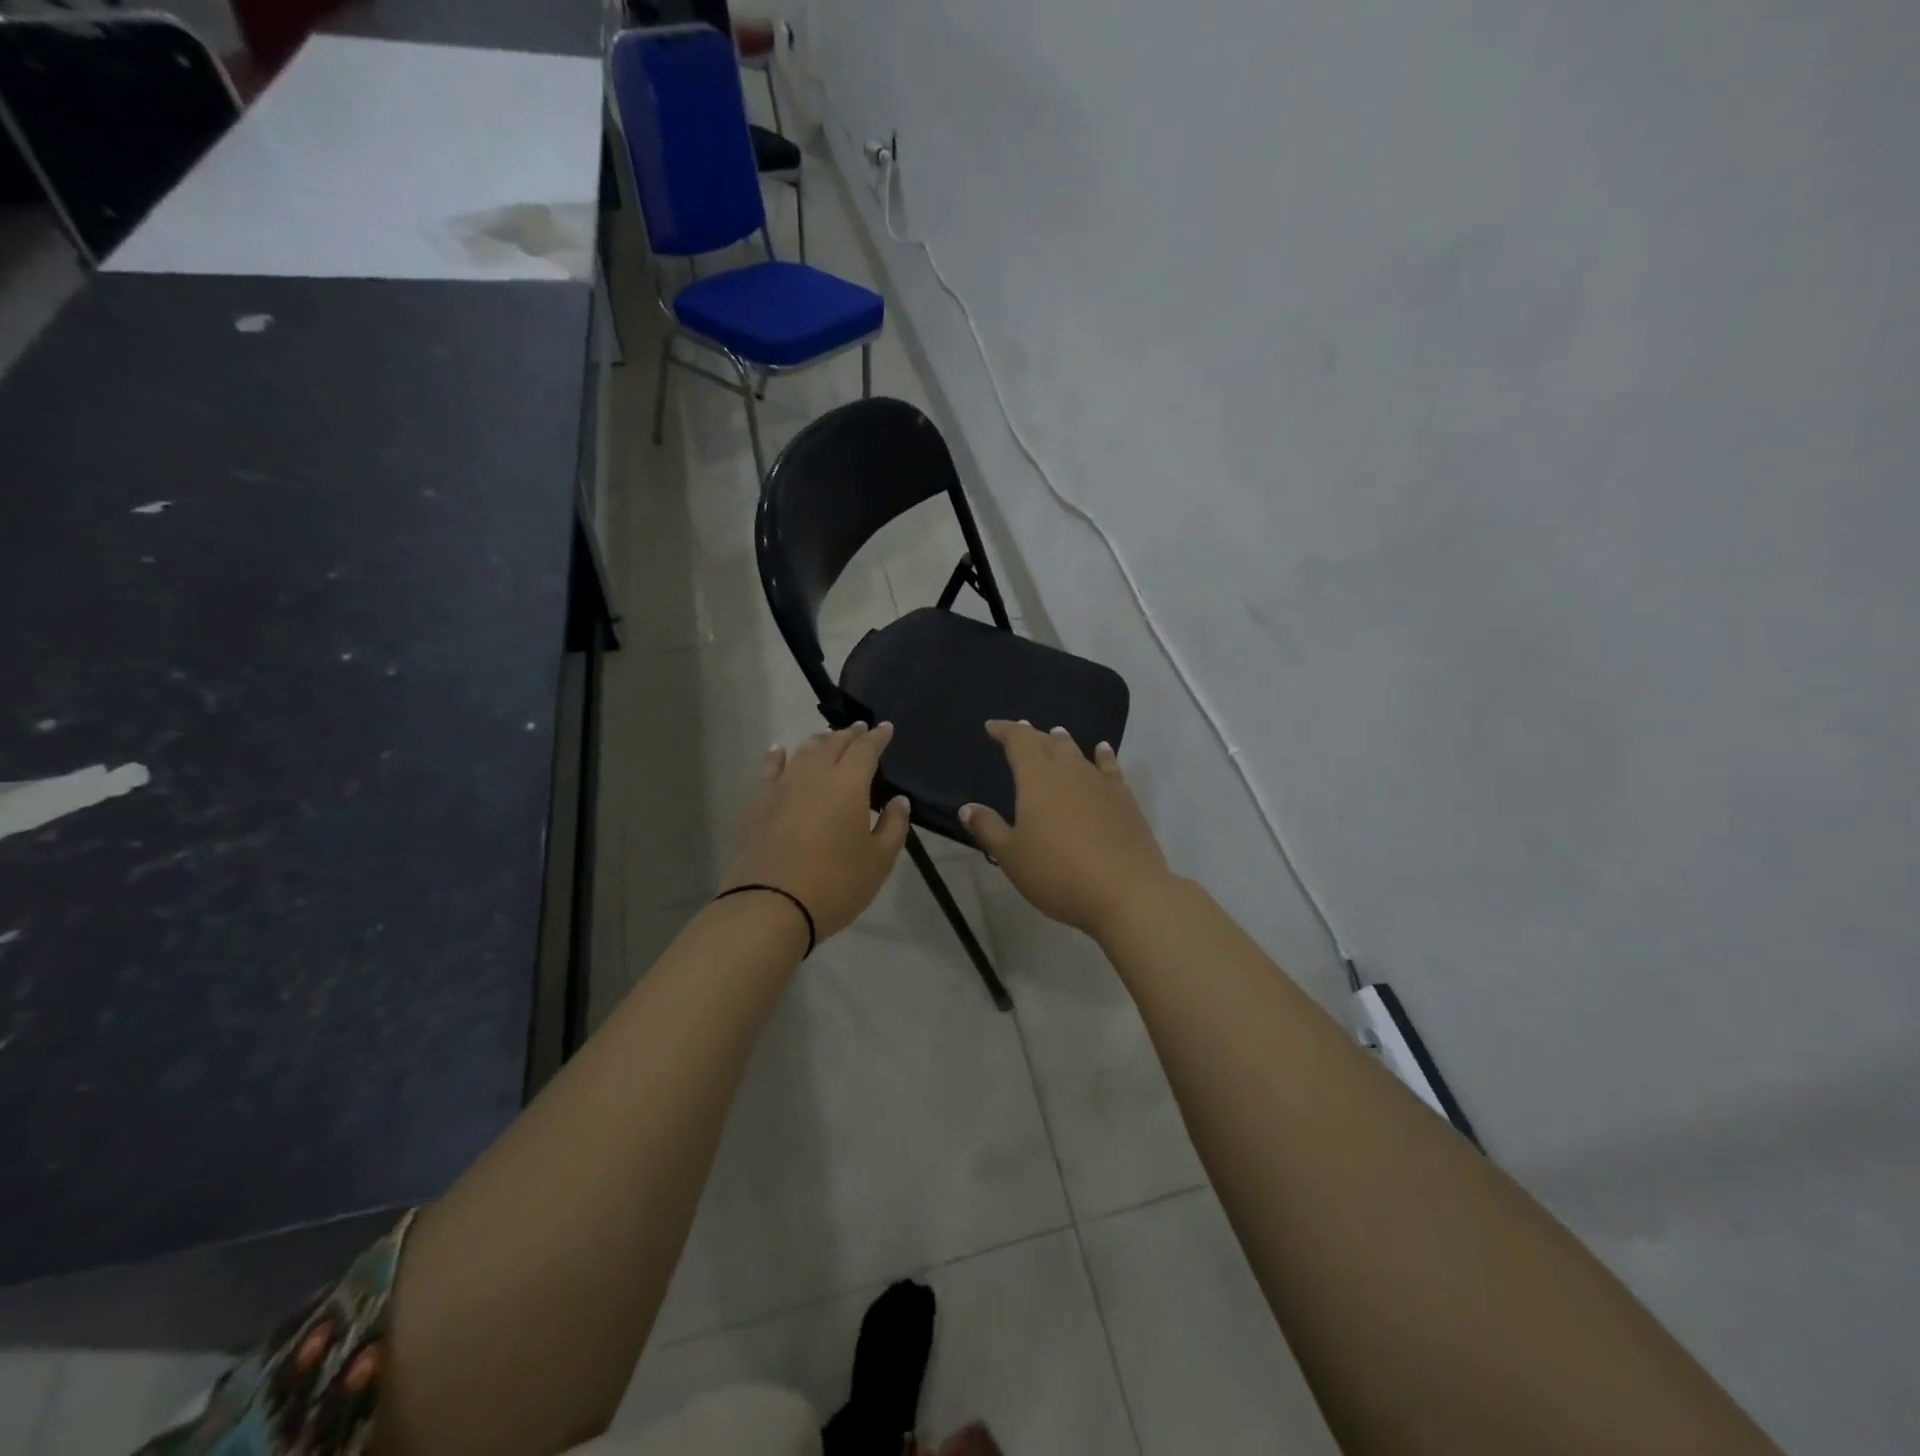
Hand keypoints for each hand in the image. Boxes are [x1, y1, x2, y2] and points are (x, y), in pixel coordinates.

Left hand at [722, 722, 911, 942]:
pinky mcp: (759, 803)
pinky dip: (779, 755)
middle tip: (860, 730)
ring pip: (804, 751)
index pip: (866, 749)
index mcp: (849, 783)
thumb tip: (898, 800)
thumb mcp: (879, 861)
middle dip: (850, 734)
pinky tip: (780, 750)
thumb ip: (893, 826)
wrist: (770, 906)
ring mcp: (783, 786)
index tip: (886, 728)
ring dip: (820, 740)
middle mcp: (815, 774)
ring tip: (829, 738)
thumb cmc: (836, 884)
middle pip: (833, 743)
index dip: (878, 737)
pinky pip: (770, 768)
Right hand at [961, 720, 1172, 939]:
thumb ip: (988, 828)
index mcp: (1036, 778)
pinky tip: (1102, 751)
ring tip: (1056, 734)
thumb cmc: (1058, 873)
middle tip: (1020, 731)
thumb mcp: (1011, 856)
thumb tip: (967, 807)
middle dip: (1031, 735)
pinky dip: (1102, 756)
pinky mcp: (1124, 799)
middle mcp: (1069, 771)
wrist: (1126, 892)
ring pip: (1077, 752)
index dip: (1005, 730)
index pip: (1018, 741)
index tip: (992, 727)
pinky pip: (1109, 767)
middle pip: (1047, 743)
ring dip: (1062, 742)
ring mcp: (1100, 783)